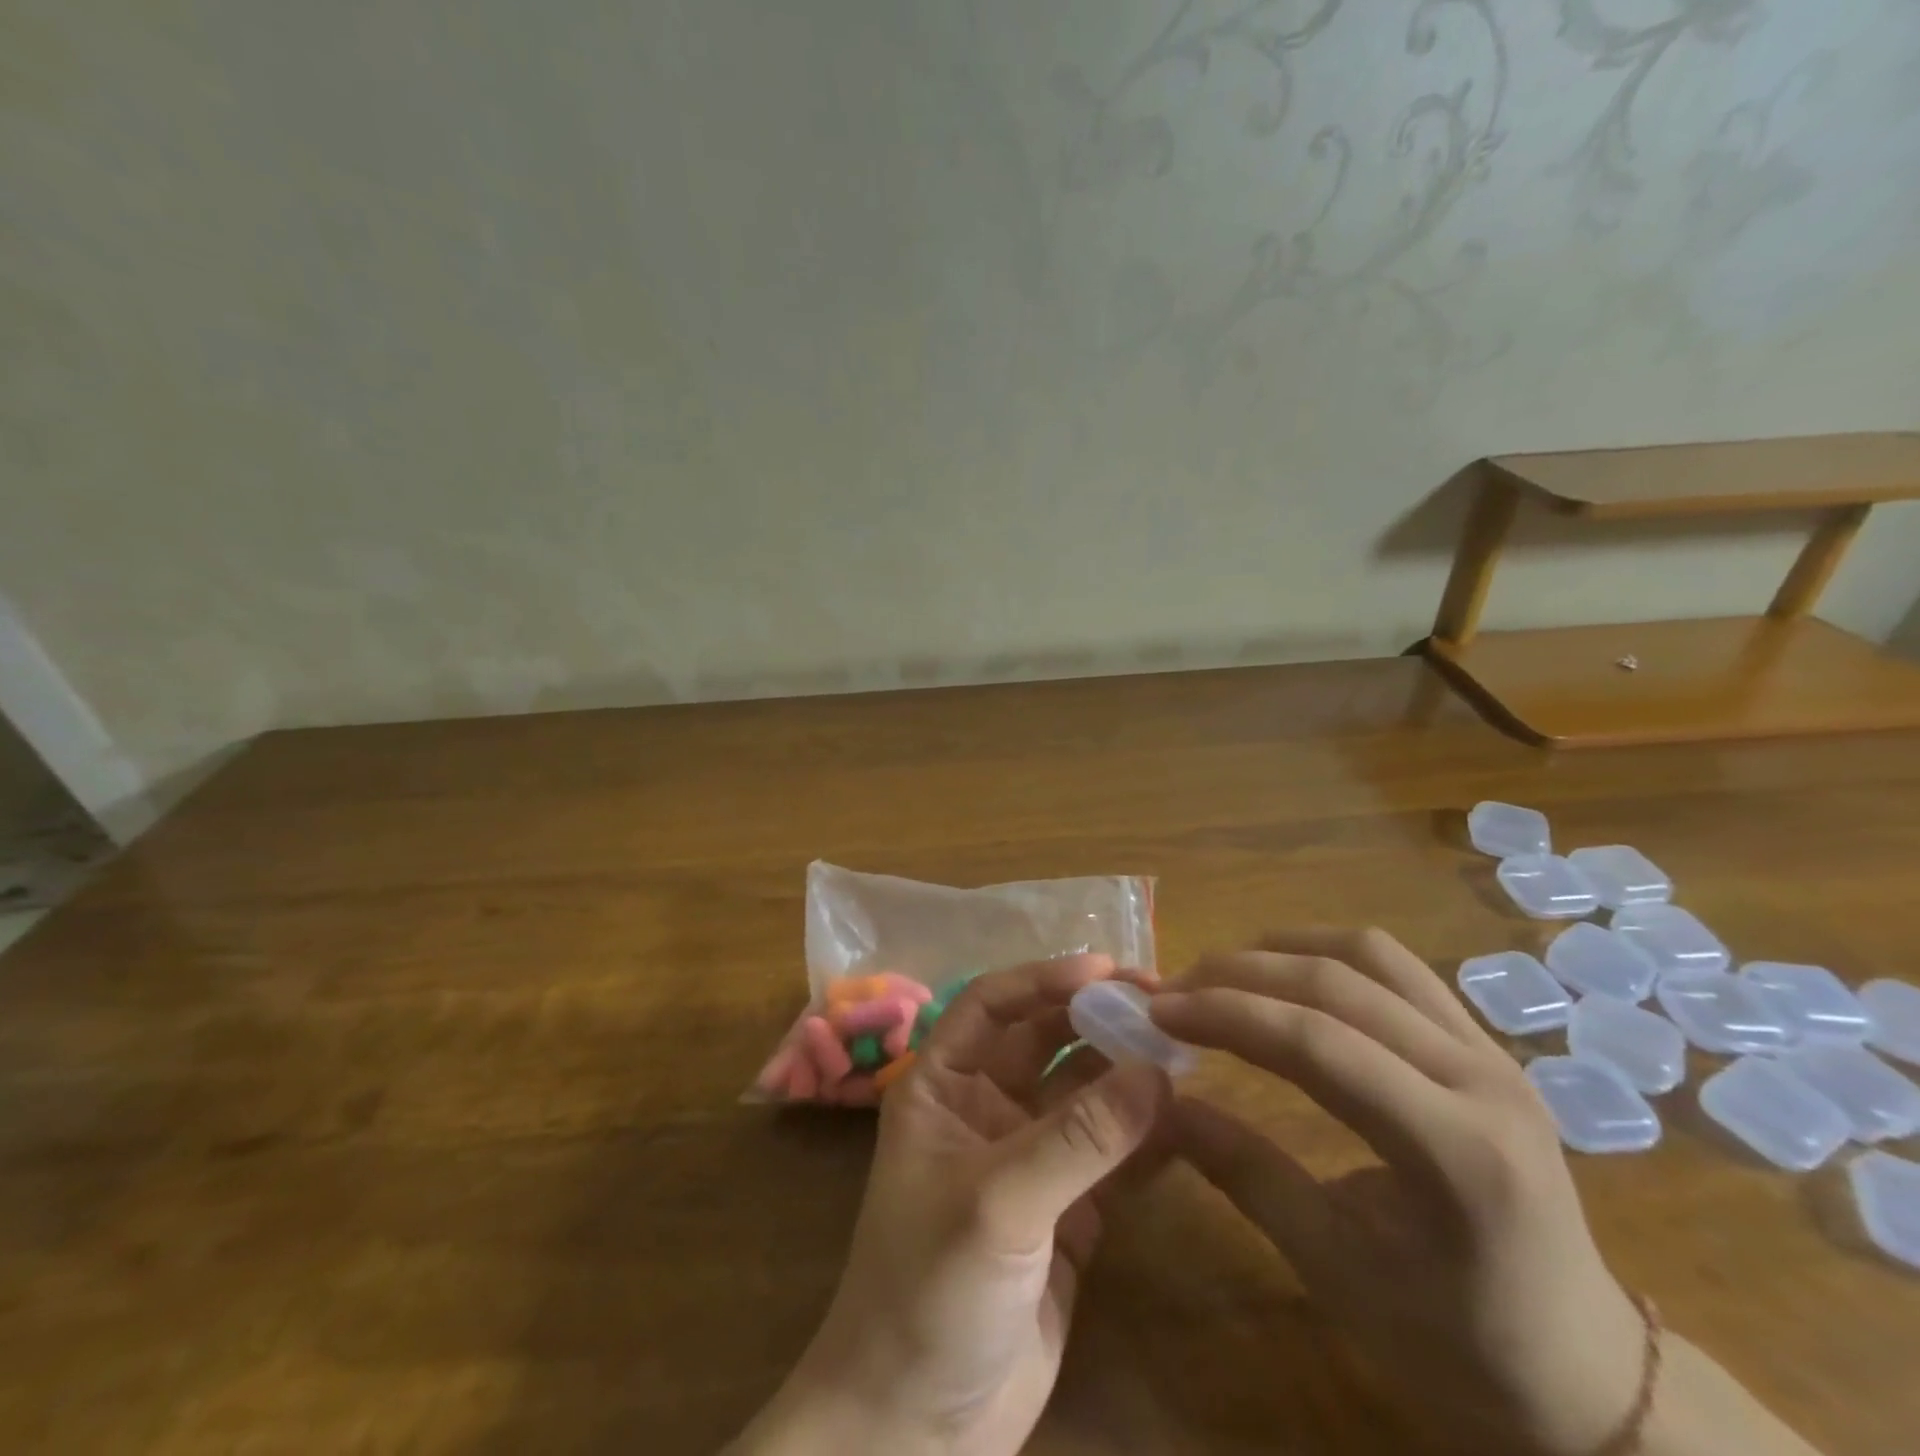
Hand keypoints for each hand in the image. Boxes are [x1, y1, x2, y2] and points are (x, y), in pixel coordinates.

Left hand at [732, 954, 1171, 1455]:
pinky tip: (1188, 1117)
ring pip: (1084, 1094)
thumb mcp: (999, 1204)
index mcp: (943, 1085)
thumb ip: (1078, 1139)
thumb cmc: (929, 1290)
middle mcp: (985, 1108)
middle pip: (1045, 1041)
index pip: (992, 1005)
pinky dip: (1146, 1136)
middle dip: (1097, 1018)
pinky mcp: (1068, 1211)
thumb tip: (1156, 1071)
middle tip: (1164, 1003)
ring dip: (1128, 1072)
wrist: (919, 1429)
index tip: (1107, 968)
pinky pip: (1111, 1155)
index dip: (1044, 979)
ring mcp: (1029, 1159)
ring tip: (1186, 1051)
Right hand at [1151, 929, 1647, 1455]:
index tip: (1158, 1010)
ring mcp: (1493, 1053)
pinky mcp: (1486, 1045)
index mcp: (1458, 1152)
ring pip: (1371, 956)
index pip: (1319, 1044)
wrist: (1585, 1375)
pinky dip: (1327, 955)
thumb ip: (1243, 1172)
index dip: (1226, 1014)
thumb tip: (1158, 1106)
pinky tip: (1285, 974)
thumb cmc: (1456, 1344)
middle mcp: (1484, 1080)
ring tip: (1222, 971)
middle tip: (1175, 988)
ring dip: (1283, 950)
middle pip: (1339, 986)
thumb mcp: (1334, 1268)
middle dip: (1241, 975)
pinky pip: (1397, 970)